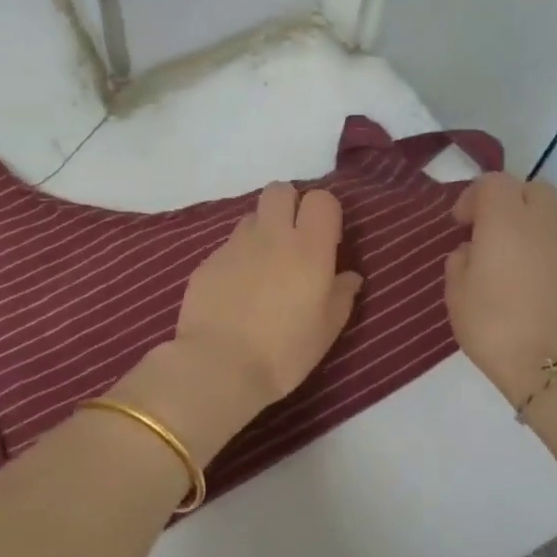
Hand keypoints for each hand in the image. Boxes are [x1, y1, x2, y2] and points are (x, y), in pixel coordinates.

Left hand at [173, 183, 362, 417]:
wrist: (219, 366)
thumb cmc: (284, 351)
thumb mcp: (326, 330)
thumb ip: (341, 295)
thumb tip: (349, 276)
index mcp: (308, 247)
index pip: (321, 199)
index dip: (325, 213)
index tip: (326, 241)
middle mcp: (271, 235)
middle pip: (280, 190)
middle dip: (289, 205)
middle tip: (292, 240)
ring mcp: (234, 245)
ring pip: (251, 217)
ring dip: (262, 232)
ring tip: (263, 268)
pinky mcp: (207, 261)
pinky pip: (228, 246)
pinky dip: (237, 259)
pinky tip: (236, 291)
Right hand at [444, 172, 556, 407]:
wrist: (551, 369)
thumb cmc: (492, 326)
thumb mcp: (456, 294)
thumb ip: (460, 262)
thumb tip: (473, 251)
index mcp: (505, 224)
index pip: (495, 182)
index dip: (475, 196)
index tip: (462, 224)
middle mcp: (542, 229)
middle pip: (535, 190)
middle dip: (512, 202)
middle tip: (492, 233)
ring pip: (550, 226)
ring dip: (529, 237)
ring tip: (511, 274)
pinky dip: (545, 265)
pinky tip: (534, 299)